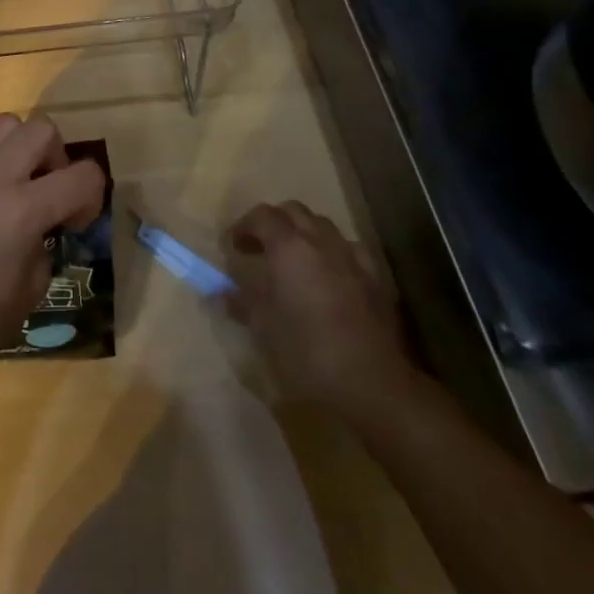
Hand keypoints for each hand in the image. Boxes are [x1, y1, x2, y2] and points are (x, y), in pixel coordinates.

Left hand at [0, 115, 104, 395]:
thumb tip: (45, 222)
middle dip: (56, 158)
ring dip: (18, 148)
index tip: (75, 222)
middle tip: (46, 191)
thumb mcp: (34, 285)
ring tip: (11, 181)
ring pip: (4, 124)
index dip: (92, 196)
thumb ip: (47, 239)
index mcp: (23, 211)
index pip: (84, 175)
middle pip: (43, 130)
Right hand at [223, 202, 411, 418]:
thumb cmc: (307, 350)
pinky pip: (348, 249)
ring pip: (323, 226)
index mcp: (288, 247)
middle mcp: (320, 241)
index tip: (233, 247)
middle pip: (293, 211)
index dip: (243, 226)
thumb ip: (242, 303)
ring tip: (293, 261)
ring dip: (303, 233)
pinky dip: (331, 253)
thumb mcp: (264, 328)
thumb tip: (220, 294)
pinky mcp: (374, 278)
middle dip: (273, 222)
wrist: (372, 382)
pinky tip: (328, 277)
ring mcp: (351, 257)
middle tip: (260, 247)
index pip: (261, 216)